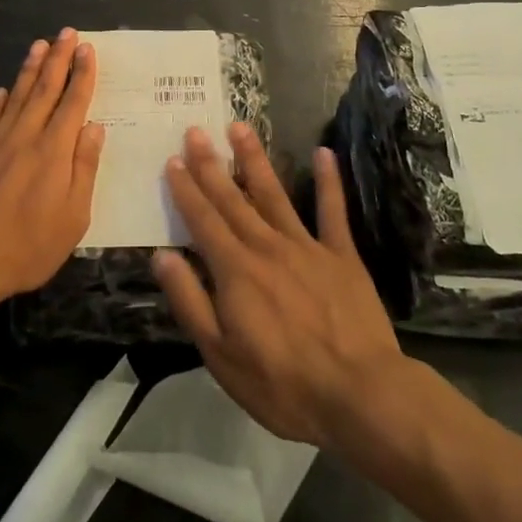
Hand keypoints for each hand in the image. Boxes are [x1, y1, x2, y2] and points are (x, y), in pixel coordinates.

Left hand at [0, 29, 104, 302]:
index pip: (72, 102)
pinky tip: (3, 90)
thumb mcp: (73, 217)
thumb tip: (94, 128)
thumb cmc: (27, 246)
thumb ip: (84, 168)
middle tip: (67, 32)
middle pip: (44, 89)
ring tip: (39, 44)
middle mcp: (24, 136)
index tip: (87, 49)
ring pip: (15, 96)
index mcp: (53, 151)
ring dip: (29, 69)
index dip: (82, 74)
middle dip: (58, 59)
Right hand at [153, 125, 403, 448]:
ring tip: (240, 127)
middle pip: (232, 198)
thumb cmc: (282, 383)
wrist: (360, 394)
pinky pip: (332, 211)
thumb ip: (190, 301)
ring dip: (254, 159)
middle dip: (211, 163)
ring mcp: (306, 246)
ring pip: (274, 193)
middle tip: (196, 130)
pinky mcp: (341, 255)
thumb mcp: (220, 354)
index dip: (185, 189)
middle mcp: (266, 246)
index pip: (202, 220)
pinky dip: (328, 182)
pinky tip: (324, 153)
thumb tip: (162, 256)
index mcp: (234, 270)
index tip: (172, 160)